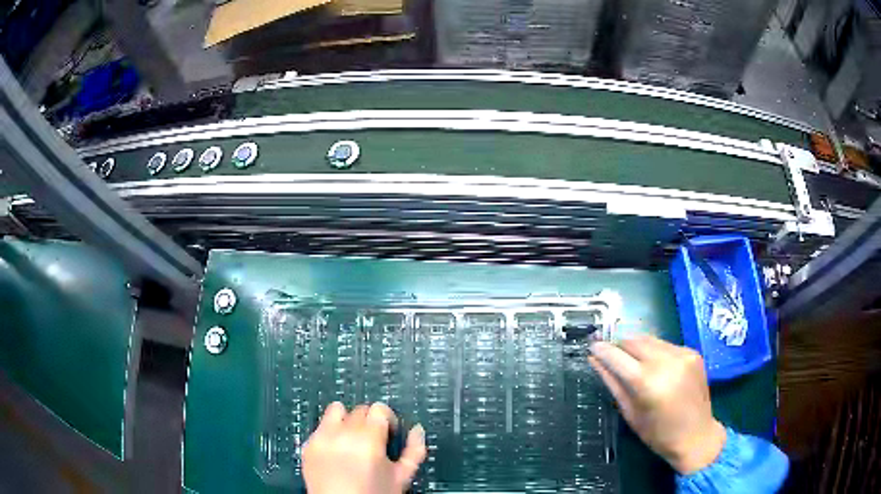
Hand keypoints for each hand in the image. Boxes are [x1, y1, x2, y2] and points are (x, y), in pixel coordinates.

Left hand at [302, 402, 426, 493]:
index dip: (387, 419)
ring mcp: (322, 438)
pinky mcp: (308, 445)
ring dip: (346, 420)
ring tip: (351, 439)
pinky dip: (330, 434)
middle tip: (373, 441)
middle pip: (359, 409)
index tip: (389, 432)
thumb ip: (414, 451)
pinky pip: (320, 427)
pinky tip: (337, 452)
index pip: (378, 408)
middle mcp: (343, 433)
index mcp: (369, 439)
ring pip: (336, 410)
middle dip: (369, 422)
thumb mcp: (401, 476)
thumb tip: (417, 430)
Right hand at [588, 335, 725, 474]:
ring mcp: (683, 354)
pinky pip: (666, 344)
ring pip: (650, 339)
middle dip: (620, 346)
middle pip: (634, 341)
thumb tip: (594, 361)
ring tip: (631, 360)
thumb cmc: (659, 434)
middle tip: (610, 355)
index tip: (591, 347)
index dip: (603, 350)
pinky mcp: (693, 352)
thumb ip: (613, 384)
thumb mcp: (631, 413)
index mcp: (648, 383)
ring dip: (636, 346)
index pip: (618, 357)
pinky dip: (654, 351)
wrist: (697, 435)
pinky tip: (654, 365)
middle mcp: (667, 362)